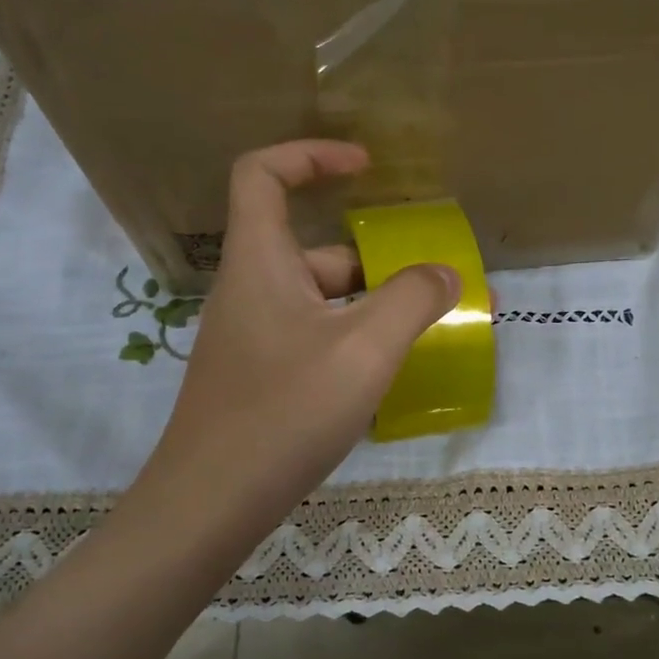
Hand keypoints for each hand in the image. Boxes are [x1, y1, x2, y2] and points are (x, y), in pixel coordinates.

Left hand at [133, 140, 458, 546]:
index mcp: (261, 263)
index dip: (311, 154)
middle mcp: (251, 291)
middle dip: (376, 259)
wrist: (211, 504)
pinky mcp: (259, 378)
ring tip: (427, 331)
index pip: (263, 174)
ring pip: (319, 300)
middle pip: (312, 248)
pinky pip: (314, 338)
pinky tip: (389, 375)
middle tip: (433, 283)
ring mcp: (252, 338)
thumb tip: (447, 273)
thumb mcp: (365, 349)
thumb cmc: (284, 411)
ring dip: (372, 306)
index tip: (365, 165)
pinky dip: (353, 340)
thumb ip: (413, 299)